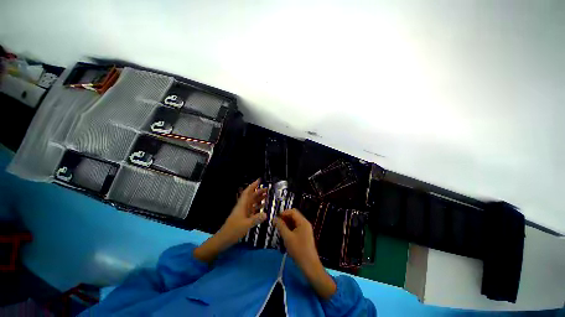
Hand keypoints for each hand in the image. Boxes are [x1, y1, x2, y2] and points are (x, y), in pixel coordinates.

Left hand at [218, 179, 267, 245]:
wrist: (224, 238)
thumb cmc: (233, 230)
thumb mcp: (246, 225)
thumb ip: (256, 219)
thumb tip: (267, 214)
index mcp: (242, 205)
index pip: (247, 192)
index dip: (253, 185)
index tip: (259, 180)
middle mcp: (243, 206)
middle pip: (251, 196)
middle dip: (258, 191)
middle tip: (267, 188)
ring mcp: (243, 212)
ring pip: (252, 202)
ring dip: (259, 198)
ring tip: (267, 195)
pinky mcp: (244, 217)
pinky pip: (253, 209)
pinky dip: (258, 206)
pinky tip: (264, 206)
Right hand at [275, 209, 336, 298]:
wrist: (309, 265)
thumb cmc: (298, 250)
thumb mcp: (287, 237)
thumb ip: (280, 226)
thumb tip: (274, 218)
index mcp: (303, 222)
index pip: (292, 211)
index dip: (283, 213)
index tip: (275, 218)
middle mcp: (305, 223)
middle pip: (294, 216)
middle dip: (284, 218)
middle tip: (276, 224)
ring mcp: (305, 229)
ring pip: (294, 222)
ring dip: (286, 224)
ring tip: (279, 229)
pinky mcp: (304, 235)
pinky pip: (296, 228)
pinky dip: (290, 229)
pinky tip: (284, 234)